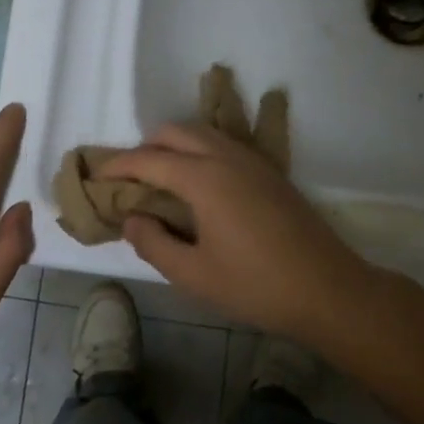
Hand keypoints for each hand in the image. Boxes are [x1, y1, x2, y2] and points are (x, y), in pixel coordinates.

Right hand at [99, 123, 381, 344]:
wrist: (329, 290)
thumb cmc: (256, 286)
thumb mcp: (193, 274)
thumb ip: (153, 243)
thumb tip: (132, 218)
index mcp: (204, 178)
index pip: (148, 160)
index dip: (117, 166)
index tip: (95, 176)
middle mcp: (227, 157)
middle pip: (175, 132)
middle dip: (144, 147)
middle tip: (128, 179)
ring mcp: (253, 161)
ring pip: (203, 133)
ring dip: (173, 146)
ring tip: (159, 179)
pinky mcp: (271, 172)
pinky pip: (224, 145)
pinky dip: (199, 151)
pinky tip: (198, 183)